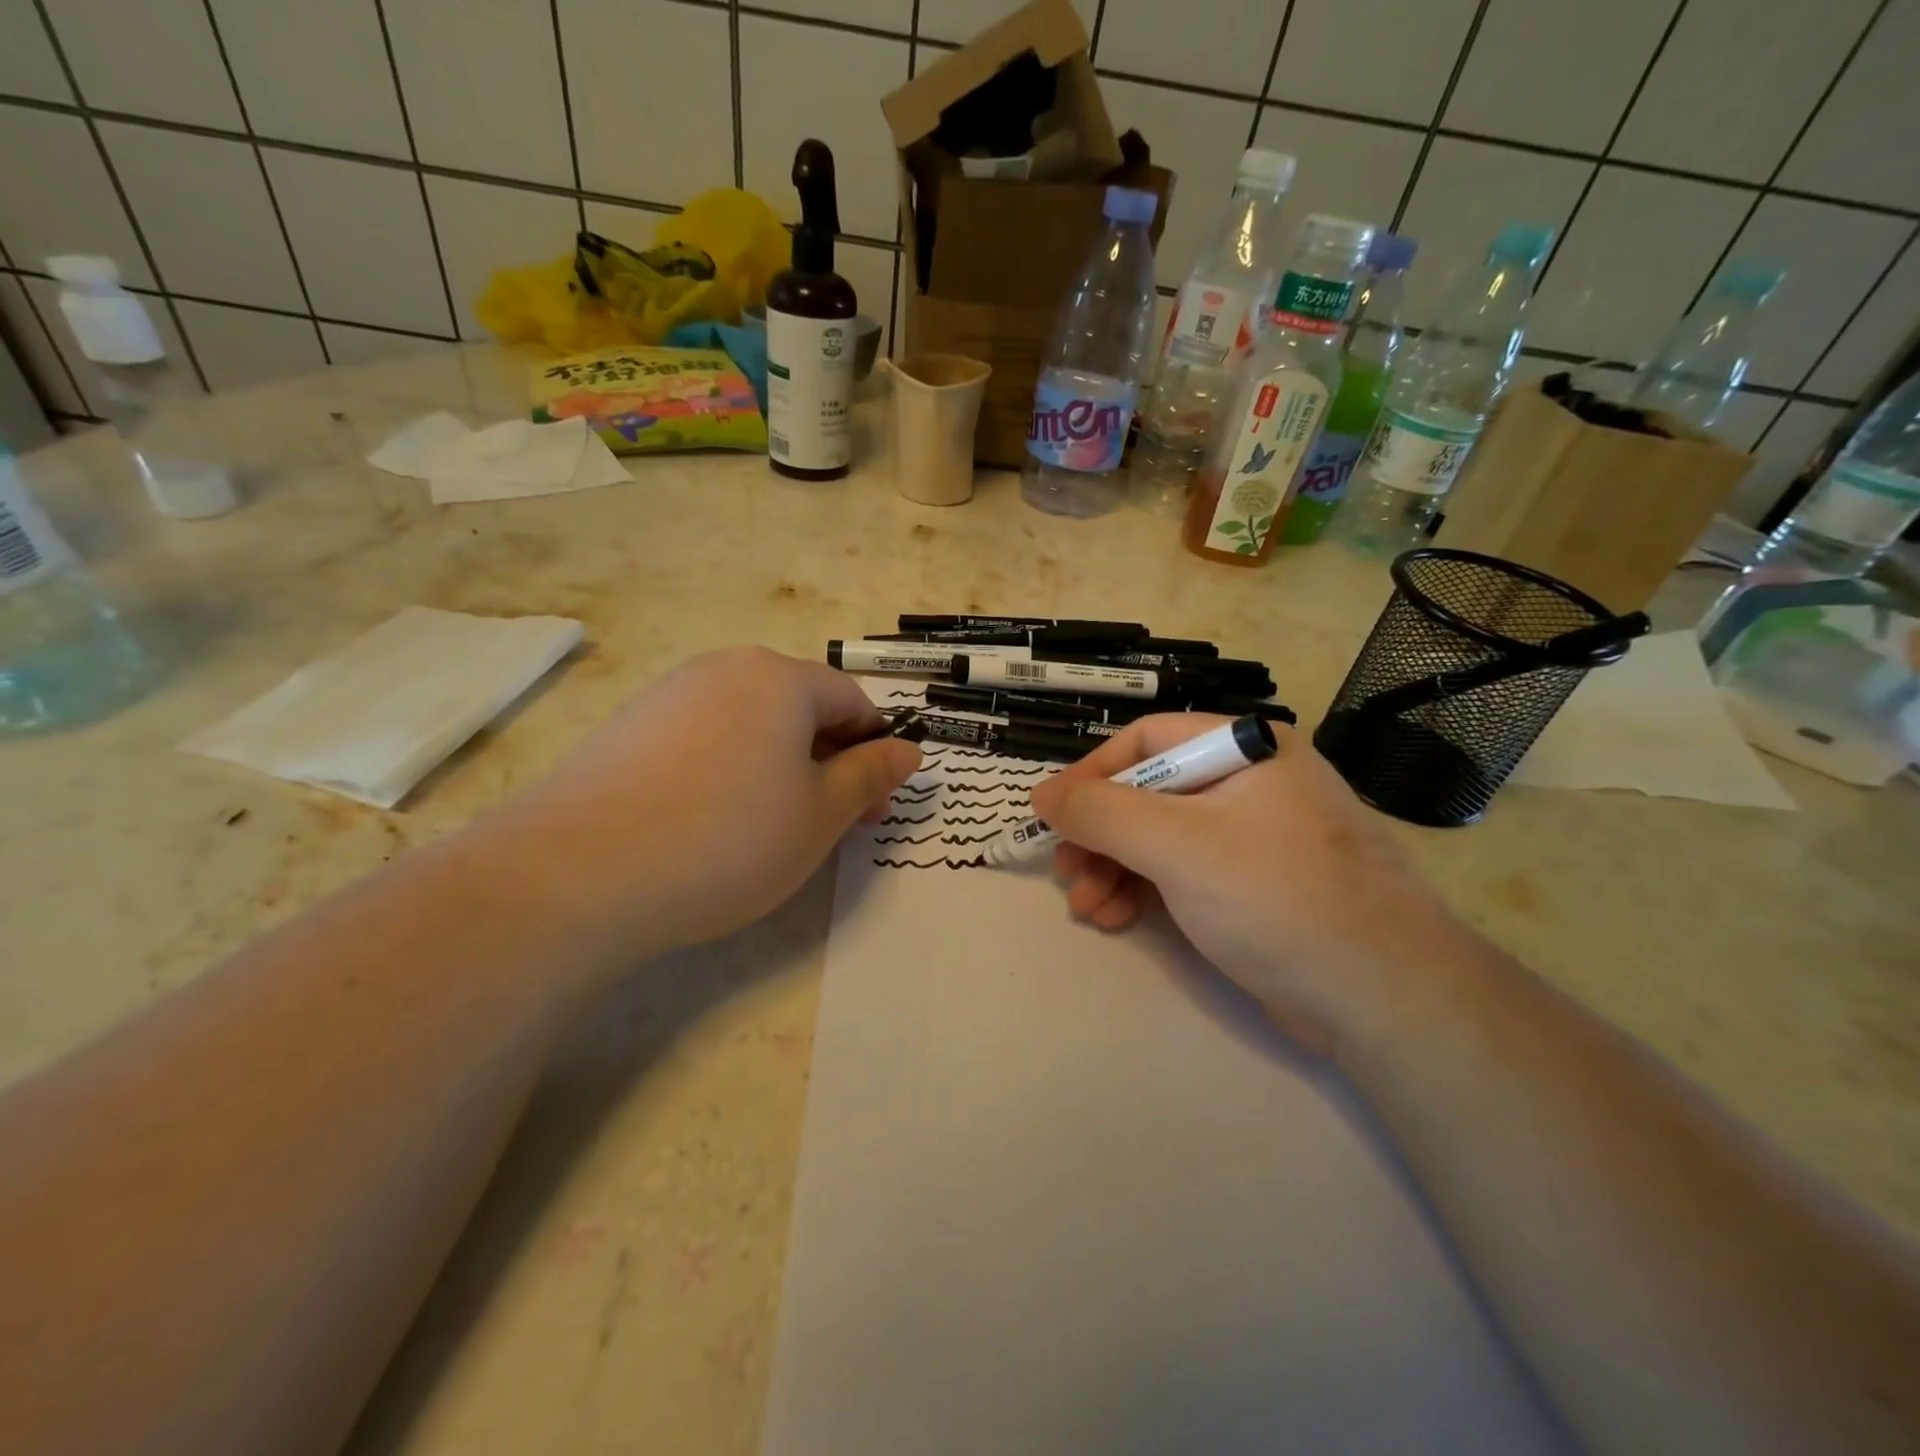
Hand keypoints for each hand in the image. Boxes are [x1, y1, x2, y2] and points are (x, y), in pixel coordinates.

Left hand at [493, 648, 919, 961]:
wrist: (579, 873)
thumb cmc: (729, 838)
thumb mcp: (821, 815)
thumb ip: (870, 776)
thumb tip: (909, 749)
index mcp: (780, 678)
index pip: (852, 701)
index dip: (875, 752)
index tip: (875, 809)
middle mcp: (725, 670)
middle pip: (800, 709)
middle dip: (829, 763)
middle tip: (833, 826)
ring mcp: (670, 695)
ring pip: (751, 726)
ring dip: (781, 770)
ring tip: (771, 829)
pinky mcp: (629, 729)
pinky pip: (703, 740)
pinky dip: (728, 773)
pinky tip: (712, 824)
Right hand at [1029, 715, 1470, 1053]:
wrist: (1383, 997)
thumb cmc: (1275, 896)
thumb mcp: (1175, 844)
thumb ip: (1100, 812)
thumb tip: (1042, 794)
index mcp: (1245, 748)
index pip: (1147, 741)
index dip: (1092, 774)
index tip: (1053, 816)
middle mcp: (1251, 783)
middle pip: (1149, 794)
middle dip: (1100, 835)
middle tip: (1067, 872)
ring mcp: (1255, 837)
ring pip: (1161, 839)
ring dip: (1115, 869)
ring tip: (1086, 907)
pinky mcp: (1255, 888)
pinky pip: (1184, 874)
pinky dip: (1145, 892)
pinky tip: (1116, 919)